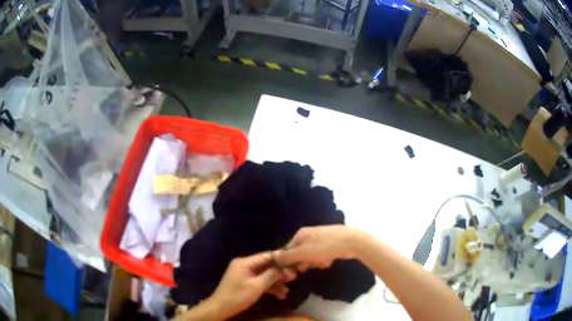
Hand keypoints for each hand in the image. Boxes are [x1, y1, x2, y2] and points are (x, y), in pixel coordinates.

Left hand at [207, 252, 296, 319]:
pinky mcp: (245, 282)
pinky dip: (269, 287)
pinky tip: (280, 295)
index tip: (294, 263)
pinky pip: (260, 281)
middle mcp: (245, 265)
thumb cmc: (237, 296)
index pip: (266, 256)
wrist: (220, 308)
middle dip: (280, 272)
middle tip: (294, 278)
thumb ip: (271, 275)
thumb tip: (285, 267)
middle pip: (266, 265)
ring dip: (276, 282)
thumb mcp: (256, 286)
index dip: (281, 259)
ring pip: (264, 274)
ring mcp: (245, 274)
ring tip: (288, 291)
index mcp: (245, 262)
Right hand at [277, 226, 358, 271]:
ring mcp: (320, 239)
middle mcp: (308, 235)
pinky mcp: (330, 245)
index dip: (288, 262)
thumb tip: (273, 258)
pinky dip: (323, 260)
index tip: (292, 272)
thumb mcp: (302, 253)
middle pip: (299, 254)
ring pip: (310, 256)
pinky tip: (329, 261)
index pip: (287, 250)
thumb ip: (287, 256)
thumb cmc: (324, 246)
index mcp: (300, 235)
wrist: (351, 241)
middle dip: (303, 263)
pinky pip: (321, 256)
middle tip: (307, 268)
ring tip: (322, 262)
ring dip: (314, 263)